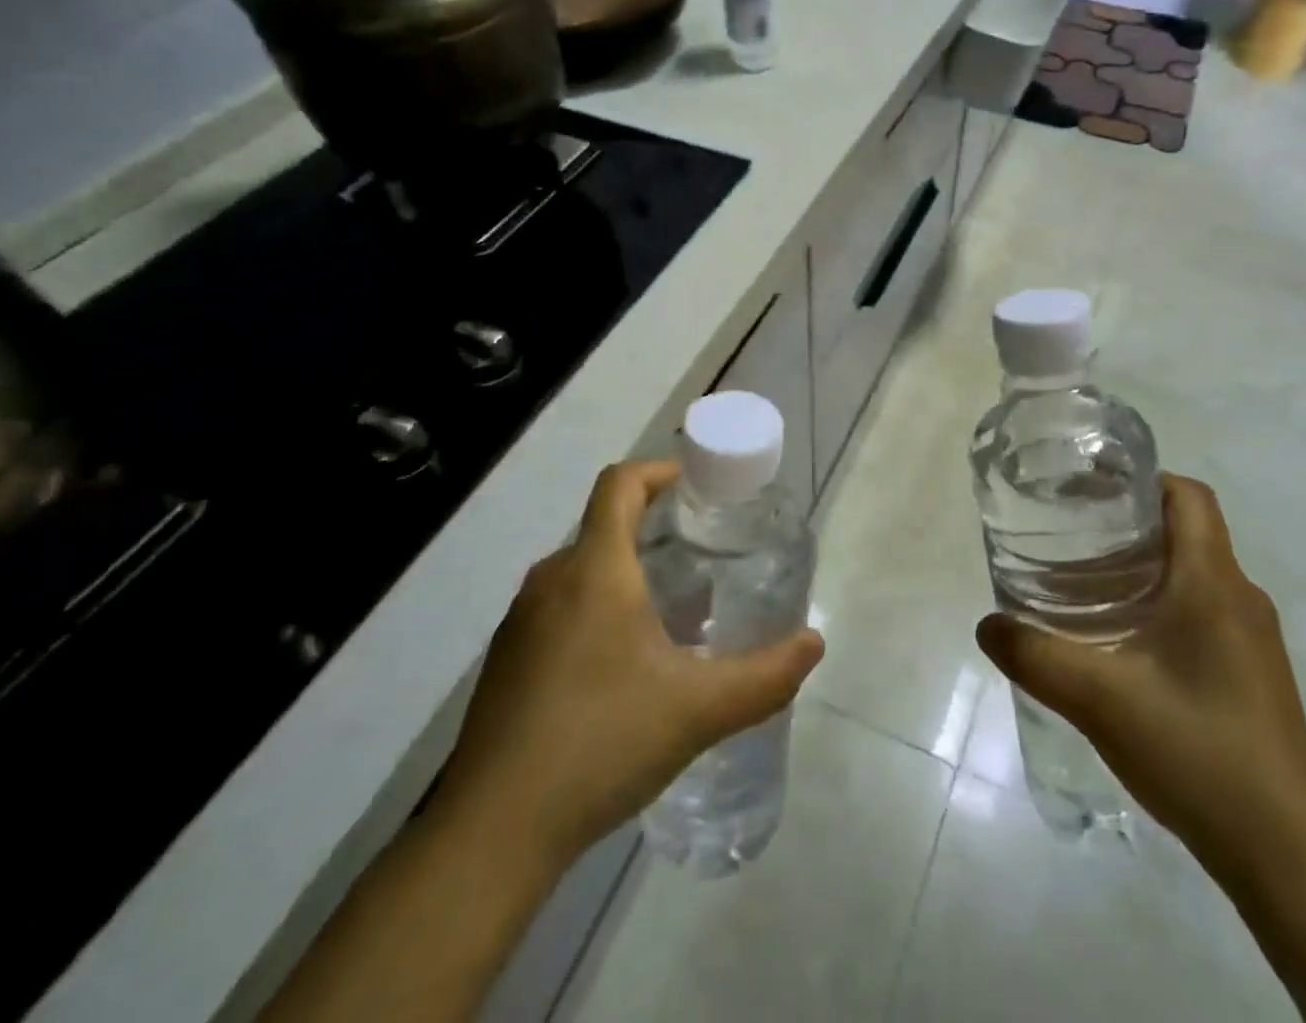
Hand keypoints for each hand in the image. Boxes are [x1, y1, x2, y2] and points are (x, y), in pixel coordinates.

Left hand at [433, 461, 824, 869]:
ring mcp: (520, 621)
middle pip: (605, 525)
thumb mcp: (698, 710)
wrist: (491, 834)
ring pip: (582, 570)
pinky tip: (624, 667)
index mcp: (594, 569)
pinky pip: (560, 607)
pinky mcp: (506, 660)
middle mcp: (551, 580)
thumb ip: (765, 676)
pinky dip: (597, 609)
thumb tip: (814, 644)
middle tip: (704, 558)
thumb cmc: (600, 743)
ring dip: (627, 573)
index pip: (620, 483)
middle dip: (656, 529)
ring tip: (673, 613)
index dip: (659, 471)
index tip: (699, 488)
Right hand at [975, 474, 1305, 873]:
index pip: (1187, 495)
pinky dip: (1160, 603)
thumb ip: (1035, 655)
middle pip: (1186, 530)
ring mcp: (1252, 639)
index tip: (1089, 489)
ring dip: (1143, 565)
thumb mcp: (1099, 699)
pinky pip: (1202, 610)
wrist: (1287, 857)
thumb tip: (987, 624)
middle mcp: (1240, 598)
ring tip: (1083, 582)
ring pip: (1193, 573)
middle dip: (1128, 522)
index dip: (1141, 478)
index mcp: (1214, 583)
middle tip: (1069, 534)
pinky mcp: (1252, 674)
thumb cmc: (1198, 752)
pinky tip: (1120, 641)